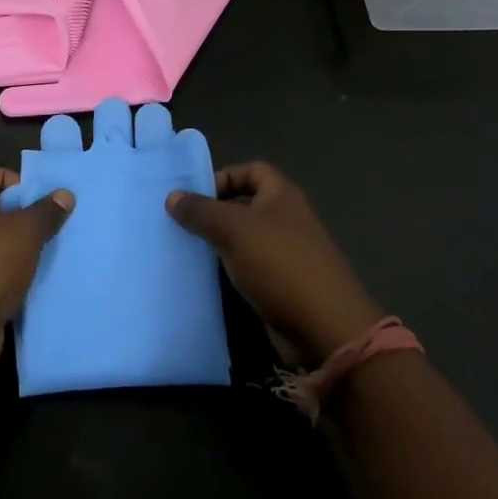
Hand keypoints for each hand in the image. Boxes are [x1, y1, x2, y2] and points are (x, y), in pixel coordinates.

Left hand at [0, 165, 73, 378]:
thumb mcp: (25, 231)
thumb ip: (46, 211)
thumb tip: (64, 193)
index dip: (5, 177)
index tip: (33, 195)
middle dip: (22, 218)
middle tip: (53, 224)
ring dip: (22, 252)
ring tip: (54, 254)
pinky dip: (16, 282)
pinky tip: (42, 285)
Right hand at [166, 162, 382, 367]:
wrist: (325, 328)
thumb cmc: (280, 264)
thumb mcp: (234, 230)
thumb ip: (201, 211)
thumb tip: (172, 196)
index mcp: (282, 195)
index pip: (250, 170)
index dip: (223, 176)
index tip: (194, 196)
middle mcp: (286, 219)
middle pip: (245, 205)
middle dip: (214, 212)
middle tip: (180, 224)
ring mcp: (286, 254)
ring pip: (244, 239)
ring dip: (218, 244)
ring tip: (184, 250)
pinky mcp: (281, 285)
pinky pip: (248, 268)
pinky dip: (228, 270)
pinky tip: (204, 278)